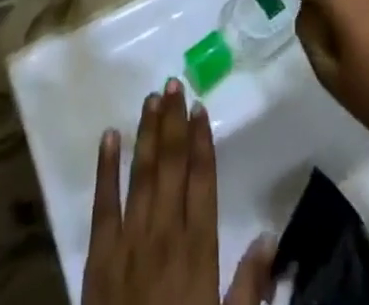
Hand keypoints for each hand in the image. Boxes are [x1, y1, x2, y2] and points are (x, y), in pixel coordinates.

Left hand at [82, 80, 273, 304]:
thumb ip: (250, 286)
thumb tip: (271, 236)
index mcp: (198, 251)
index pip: (202, 181)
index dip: (201, 142)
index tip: (200, 107)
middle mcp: (164, 235)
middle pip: (171, 167)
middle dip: (173, 123)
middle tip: (173, 83)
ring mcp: (129, 242)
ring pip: (141, 174)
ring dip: (147, 134)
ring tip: (151, 97)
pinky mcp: (98, 257)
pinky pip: (102, 204)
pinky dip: (105, 168)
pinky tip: (109, 136)